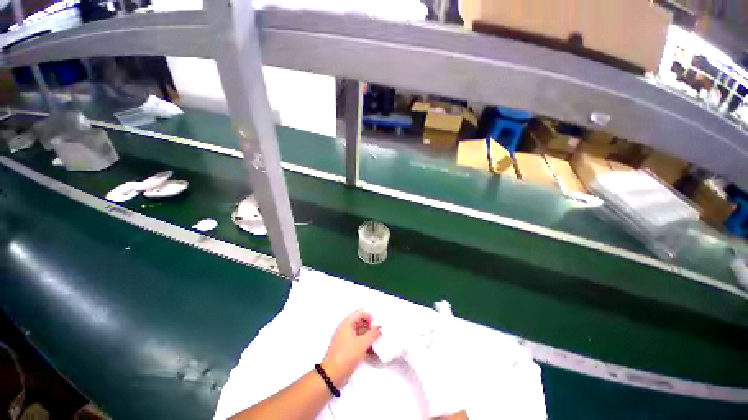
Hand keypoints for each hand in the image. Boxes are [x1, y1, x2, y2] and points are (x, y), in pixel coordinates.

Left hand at [321, 310, 380, 387]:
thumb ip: (373, 334)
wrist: (332, 376)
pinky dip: (365, 345)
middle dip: (370, 327)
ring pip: (360, 333)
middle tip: (379, 334)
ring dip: (369, 337)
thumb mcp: (362, 344)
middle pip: (361, 322)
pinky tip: (373, 353)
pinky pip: (358, 342)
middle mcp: (346, 328)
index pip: (360, 313)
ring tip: (377, 344)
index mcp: (347, 323)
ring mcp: (346, 338)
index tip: (377, 326)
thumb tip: (379, 327)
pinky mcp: (347, 348)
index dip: (370, 317)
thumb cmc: (346, 355)